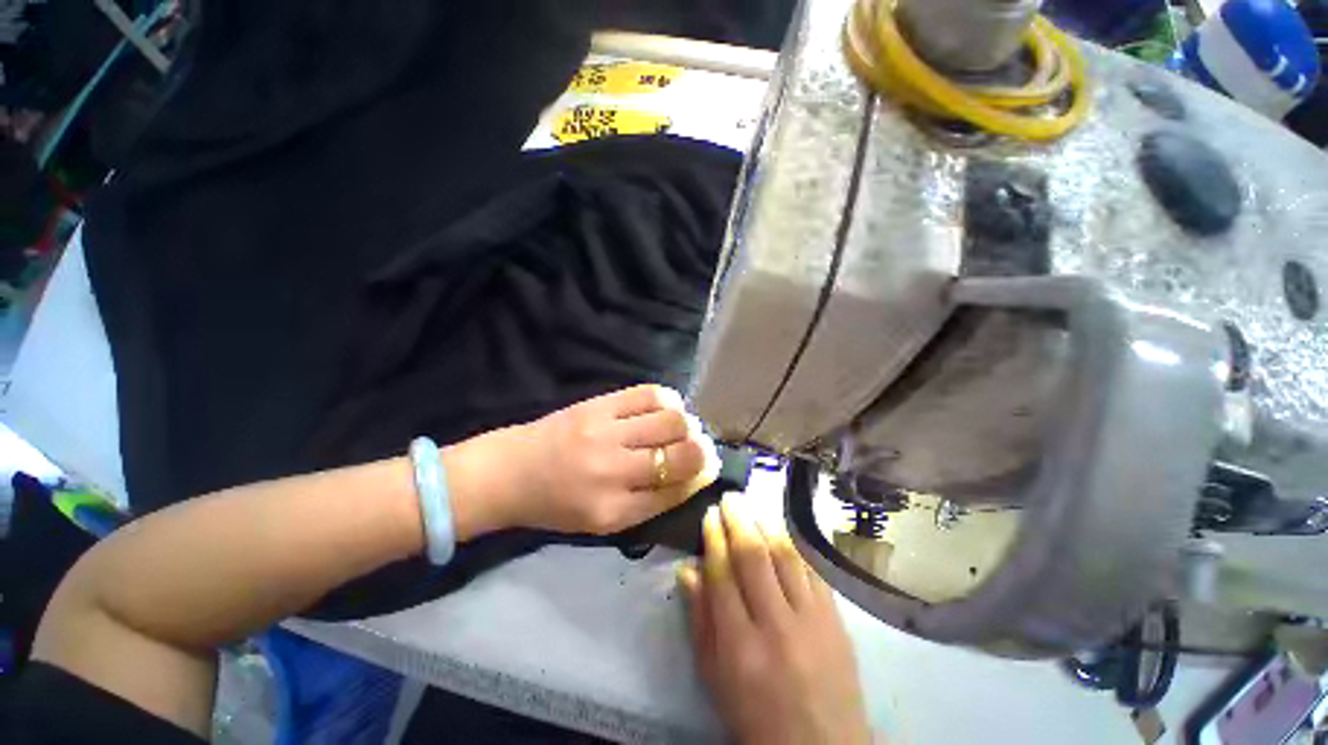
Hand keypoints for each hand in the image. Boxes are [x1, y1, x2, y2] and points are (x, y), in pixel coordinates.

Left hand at [455, 385, 720, 535]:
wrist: (509, 472)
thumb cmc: (556, 504)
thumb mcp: (602, 520)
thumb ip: (649, 503)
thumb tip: (693, 476)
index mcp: (613, 511)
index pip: (675, 491)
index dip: (698, 477)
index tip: (706, 468)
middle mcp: (613, 471)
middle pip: (681, 454)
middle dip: (700, 450)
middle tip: (697, 447)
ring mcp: (605, 432)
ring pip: (671, 421)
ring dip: (687, 424)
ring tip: (681, 427)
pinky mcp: (598, 404)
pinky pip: (648, 394)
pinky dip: (668, 400)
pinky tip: (666, 407)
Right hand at [678, 495, 871, 744]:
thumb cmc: (755, 716)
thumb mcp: (714, 677)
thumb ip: (700, 620)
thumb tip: (687, 569)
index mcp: (739, 645)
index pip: (722, 574)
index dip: (714, 539)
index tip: (709, 515)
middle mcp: (776, 625)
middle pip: (754, 557)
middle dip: (739, 520)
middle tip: (730, 497)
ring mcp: (811, 620)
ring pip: (785, 556)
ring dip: (766, 523)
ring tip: (753, 504)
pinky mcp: (836, 619)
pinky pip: (813, 570)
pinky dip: (795, 544)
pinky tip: (783, 529)